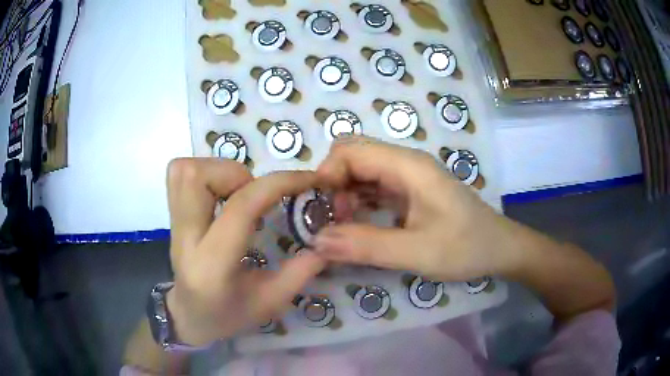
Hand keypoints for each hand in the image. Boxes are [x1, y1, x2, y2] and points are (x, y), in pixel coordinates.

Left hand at [165, 159, 324, 345]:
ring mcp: (173, 223)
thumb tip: (326, 239)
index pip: (240, 208)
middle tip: (256, 194)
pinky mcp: (172, 214)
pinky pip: (180, 173)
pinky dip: (205, 172)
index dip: (278, 184)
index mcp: (213, 265)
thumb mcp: (271, 302)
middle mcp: (185, 237)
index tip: (309, 179)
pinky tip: (222, 193)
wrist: (189, 315)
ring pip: (184, 170)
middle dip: (236, 173)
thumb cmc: (229, 314)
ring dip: (219, 171)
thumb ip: (300, 272)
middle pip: (196, 176)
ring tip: (239, 193)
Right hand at [314, 137, 518, 281]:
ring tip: (343, 228)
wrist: (499, 249)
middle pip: (353, 156)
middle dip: (333, 184)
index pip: (350, 151)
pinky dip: (357, 202)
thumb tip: (316, 241)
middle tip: (332, 220)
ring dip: (344, 195)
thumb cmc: (467, 247)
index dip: (327, 175)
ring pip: (361, 171)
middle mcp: (405, 163)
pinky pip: (373, 187)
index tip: (318, 211)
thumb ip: (366, 246)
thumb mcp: (417, 252)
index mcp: (408, 166)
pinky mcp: (409, 191)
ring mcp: (408, 176)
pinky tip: (357, 225)